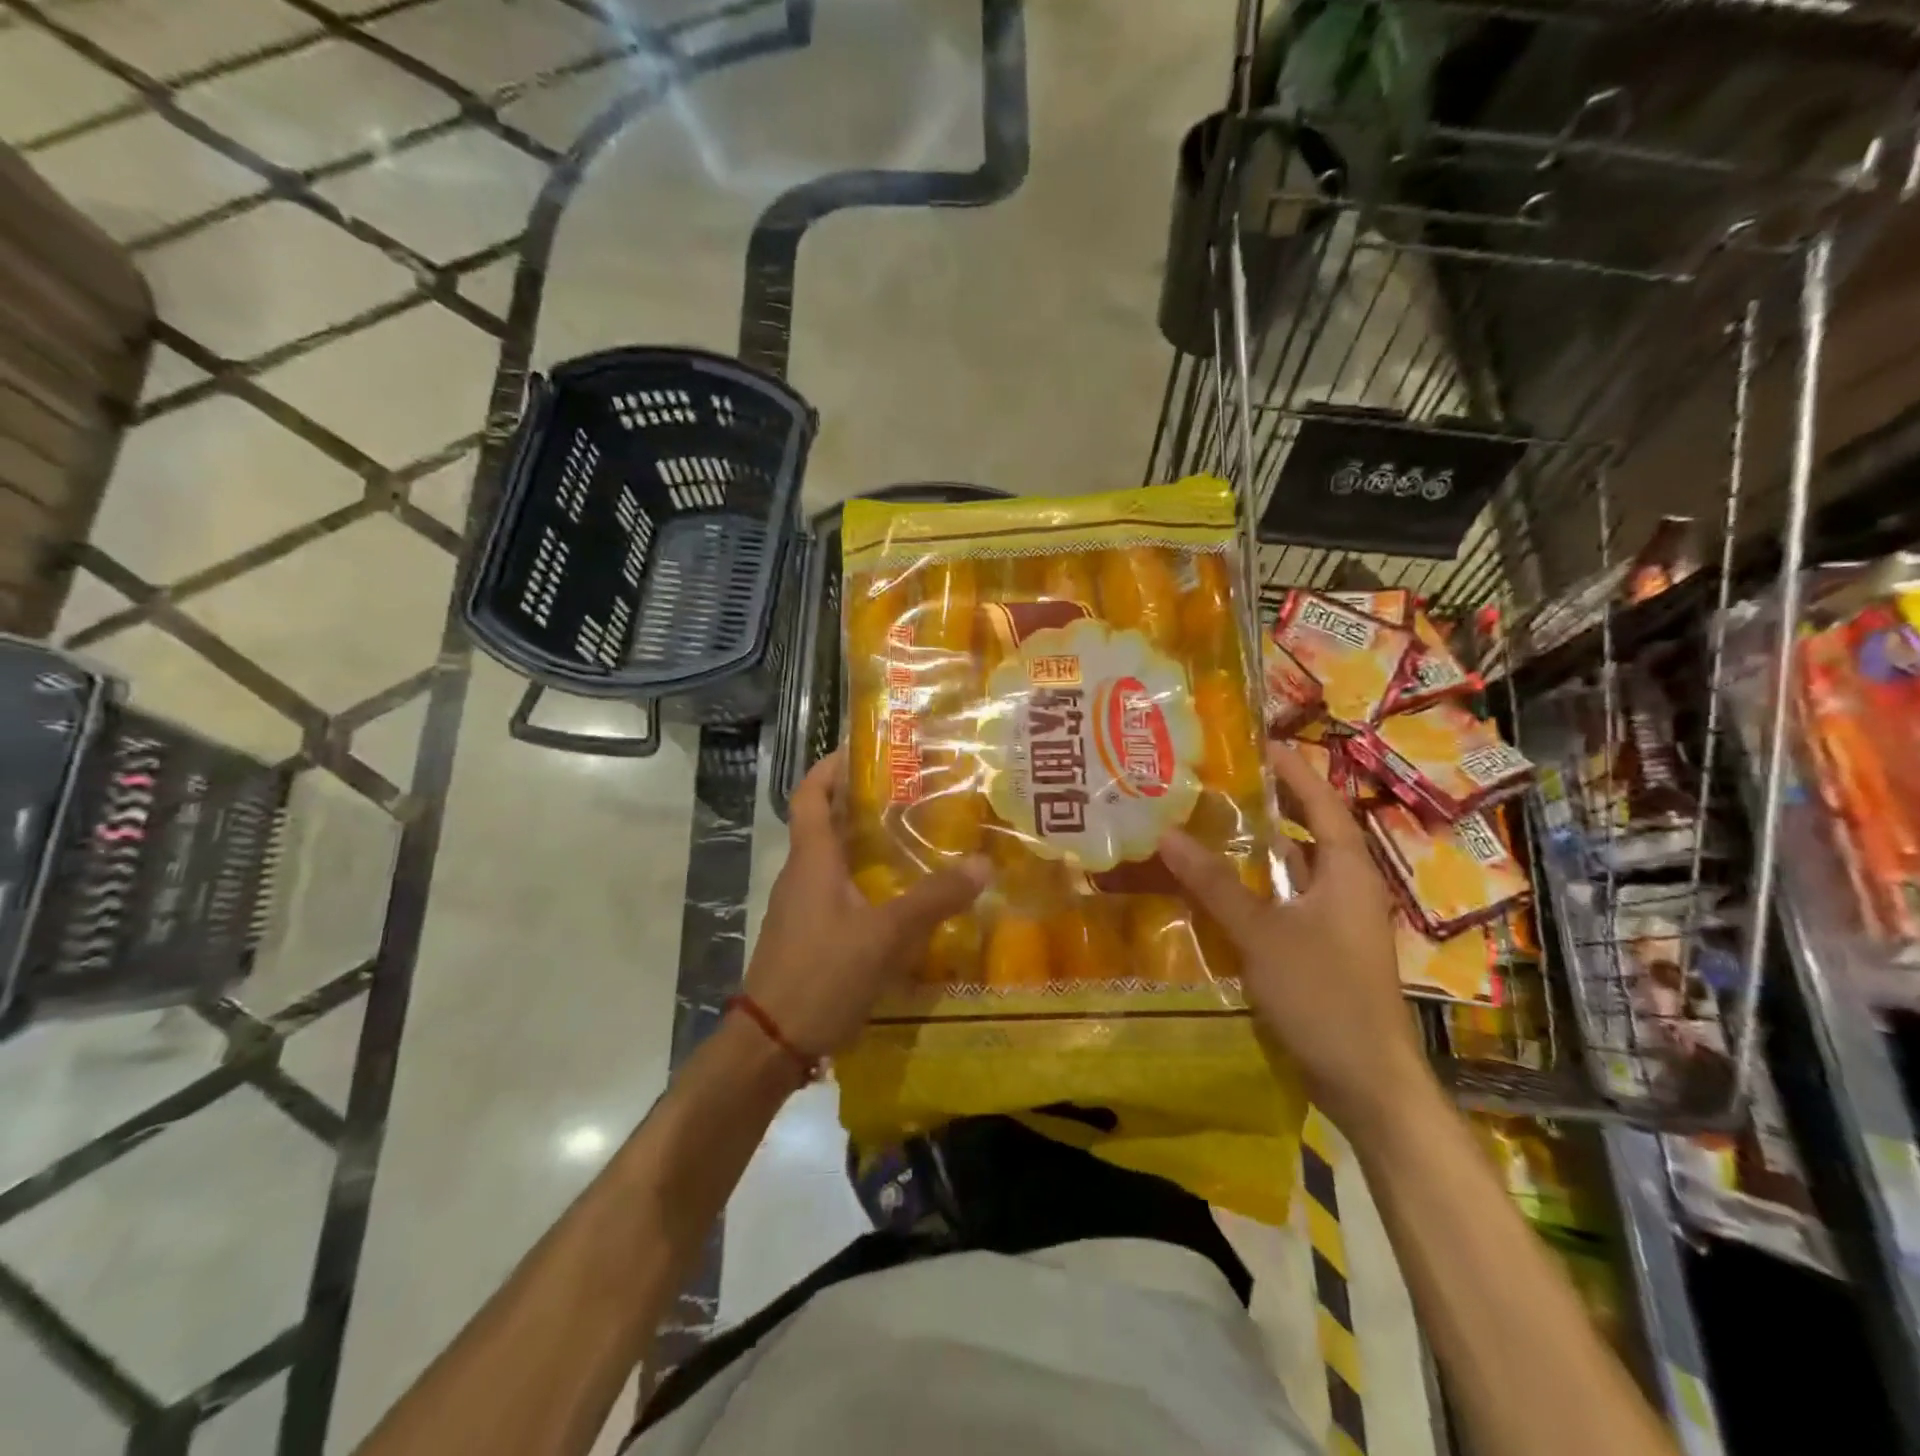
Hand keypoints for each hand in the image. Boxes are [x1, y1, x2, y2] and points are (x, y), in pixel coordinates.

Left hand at [745, 749, 988, 1059]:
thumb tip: (982, 864)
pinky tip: (898, 900)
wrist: (771, 1043)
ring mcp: (801, 908)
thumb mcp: (885, 935)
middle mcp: (801, 875)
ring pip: (833, 861)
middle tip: (909, 794)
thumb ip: (934, 899)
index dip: (829, 767)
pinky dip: (864, 883)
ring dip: (864, 845)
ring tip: (912, 840)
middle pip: (824, 823)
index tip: (861, 750)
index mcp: (811, 860)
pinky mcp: (808, 936)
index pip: (809, 795)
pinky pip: (837, 894)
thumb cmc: (821, 974)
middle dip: (860, 804)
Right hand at [1159, 743, 1436, 1137]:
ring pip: (1294, 870)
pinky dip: (1255, 889)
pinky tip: (1216, 890)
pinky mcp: (1321, 949)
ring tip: (1208, 825)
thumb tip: (1168, 834)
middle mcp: (1346, 887)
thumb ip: (1214, 884)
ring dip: (1257, 849)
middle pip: (1308, 831)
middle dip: (1270, 804)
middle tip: (1220, 781)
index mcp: (1348, 871)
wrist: (1366, 1081)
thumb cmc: (1324, 995)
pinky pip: (1285, 903)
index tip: (1259, 742)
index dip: (1294, 770)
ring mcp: (1335, 921)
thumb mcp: (1262, 934)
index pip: (1322, 803)